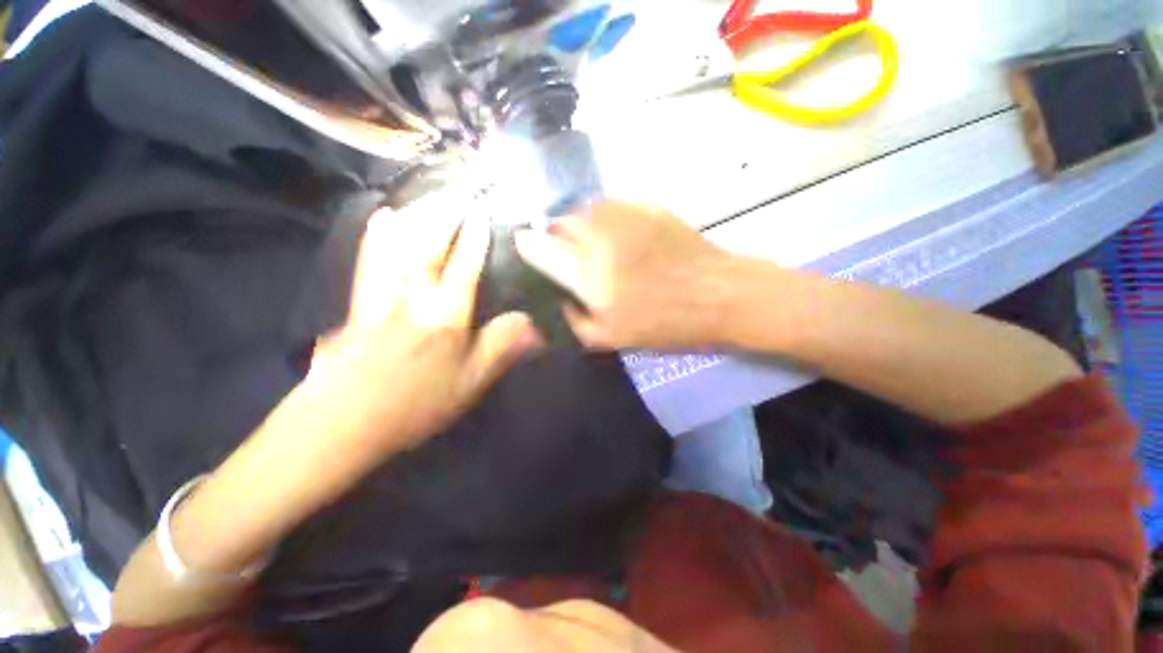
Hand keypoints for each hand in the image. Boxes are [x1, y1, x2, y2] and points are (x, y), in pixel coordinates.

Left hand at [308, 196, 539, 454]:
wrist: (344, 423)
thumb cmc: (416, 404)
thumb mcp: (472, 382)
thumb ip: (502, 347)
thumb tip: (535, 325)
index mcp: (445, 314)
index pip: (465, 266)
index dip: (475, 239)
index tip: (483, 213)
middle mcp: (413, 296)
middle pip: (430, 245)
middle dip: (446, 216)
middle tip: (459, 192)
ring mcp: (381, 296)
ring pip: (398, 245)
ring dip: (416, 217)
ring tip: (429, 196)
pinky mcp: (358, 304)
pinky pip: (369, 260)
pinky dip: (377, 236)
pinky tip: (382, 218)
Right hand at [514, 201, 732, 349]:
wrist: (718, 294)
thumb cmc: (666, 323)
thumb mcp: (613, 338)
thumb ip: (575, 321)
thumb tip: (559, 301)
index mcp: (589, 273)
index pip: (540, 247)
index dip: (527, 245)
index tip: (524, 247)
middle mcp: (600, 236)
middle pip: (559, 223)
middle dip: (555, 236)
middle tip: (566, 255)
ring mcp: (625, 216)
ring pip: (584, 211)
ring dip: (579, 226)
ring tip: (591, 245)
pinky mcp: (646, 206)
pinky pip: (610, 207)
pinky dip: (603, 219)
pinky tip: (616, 236)